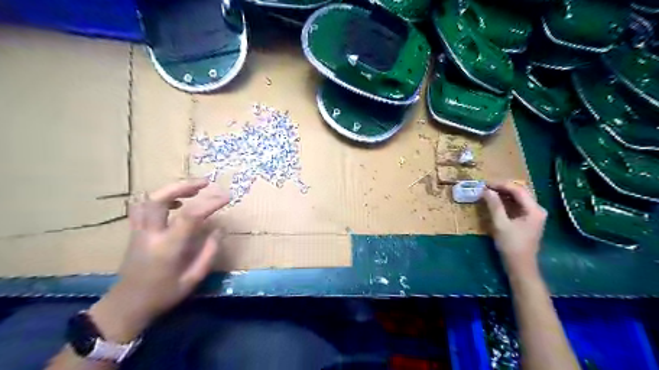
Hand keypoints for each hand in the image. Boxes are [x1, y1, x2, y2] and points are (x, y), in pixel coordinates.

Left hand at [89, 179, 229, 340]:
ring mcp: (139, 231)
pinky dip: (161, 198)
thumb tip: (219, 229)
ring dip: (172, 189)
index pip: (189, 216)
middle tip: (205, 183)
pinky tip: (176, 202)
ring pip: (148, 199)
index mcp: (167, 247)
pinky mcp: (135, 231)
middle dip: (183, 186)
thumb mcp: (193, 279)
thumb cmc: (163, 294)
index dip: (209, 203)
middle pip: (158, 198)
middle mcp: (150, 234)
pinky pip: (144, 206)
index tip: (226, 197)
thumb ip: (208, 253)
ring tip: (193, 189)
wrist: (126, 305)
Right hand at [482, 181, 548, 274]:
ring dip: (504, 194)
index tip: (485, 184)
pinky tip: (496, 202)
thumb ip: (494, 205)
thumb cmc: (511, 245)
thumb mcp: (500, 224)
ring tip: (488, 192)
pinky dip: (506, 201)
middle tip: (486, 187)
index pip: (518, 190)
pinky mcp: (529, 220)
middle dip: (502, 188)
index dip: (501, 185)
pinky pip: (518, 205)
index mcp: (534, 210)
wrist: (520, 265)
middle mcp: (537, 209)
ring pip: (519, 198)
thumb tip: (486, 190)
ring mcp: (534, 215)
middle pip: (520, 192)